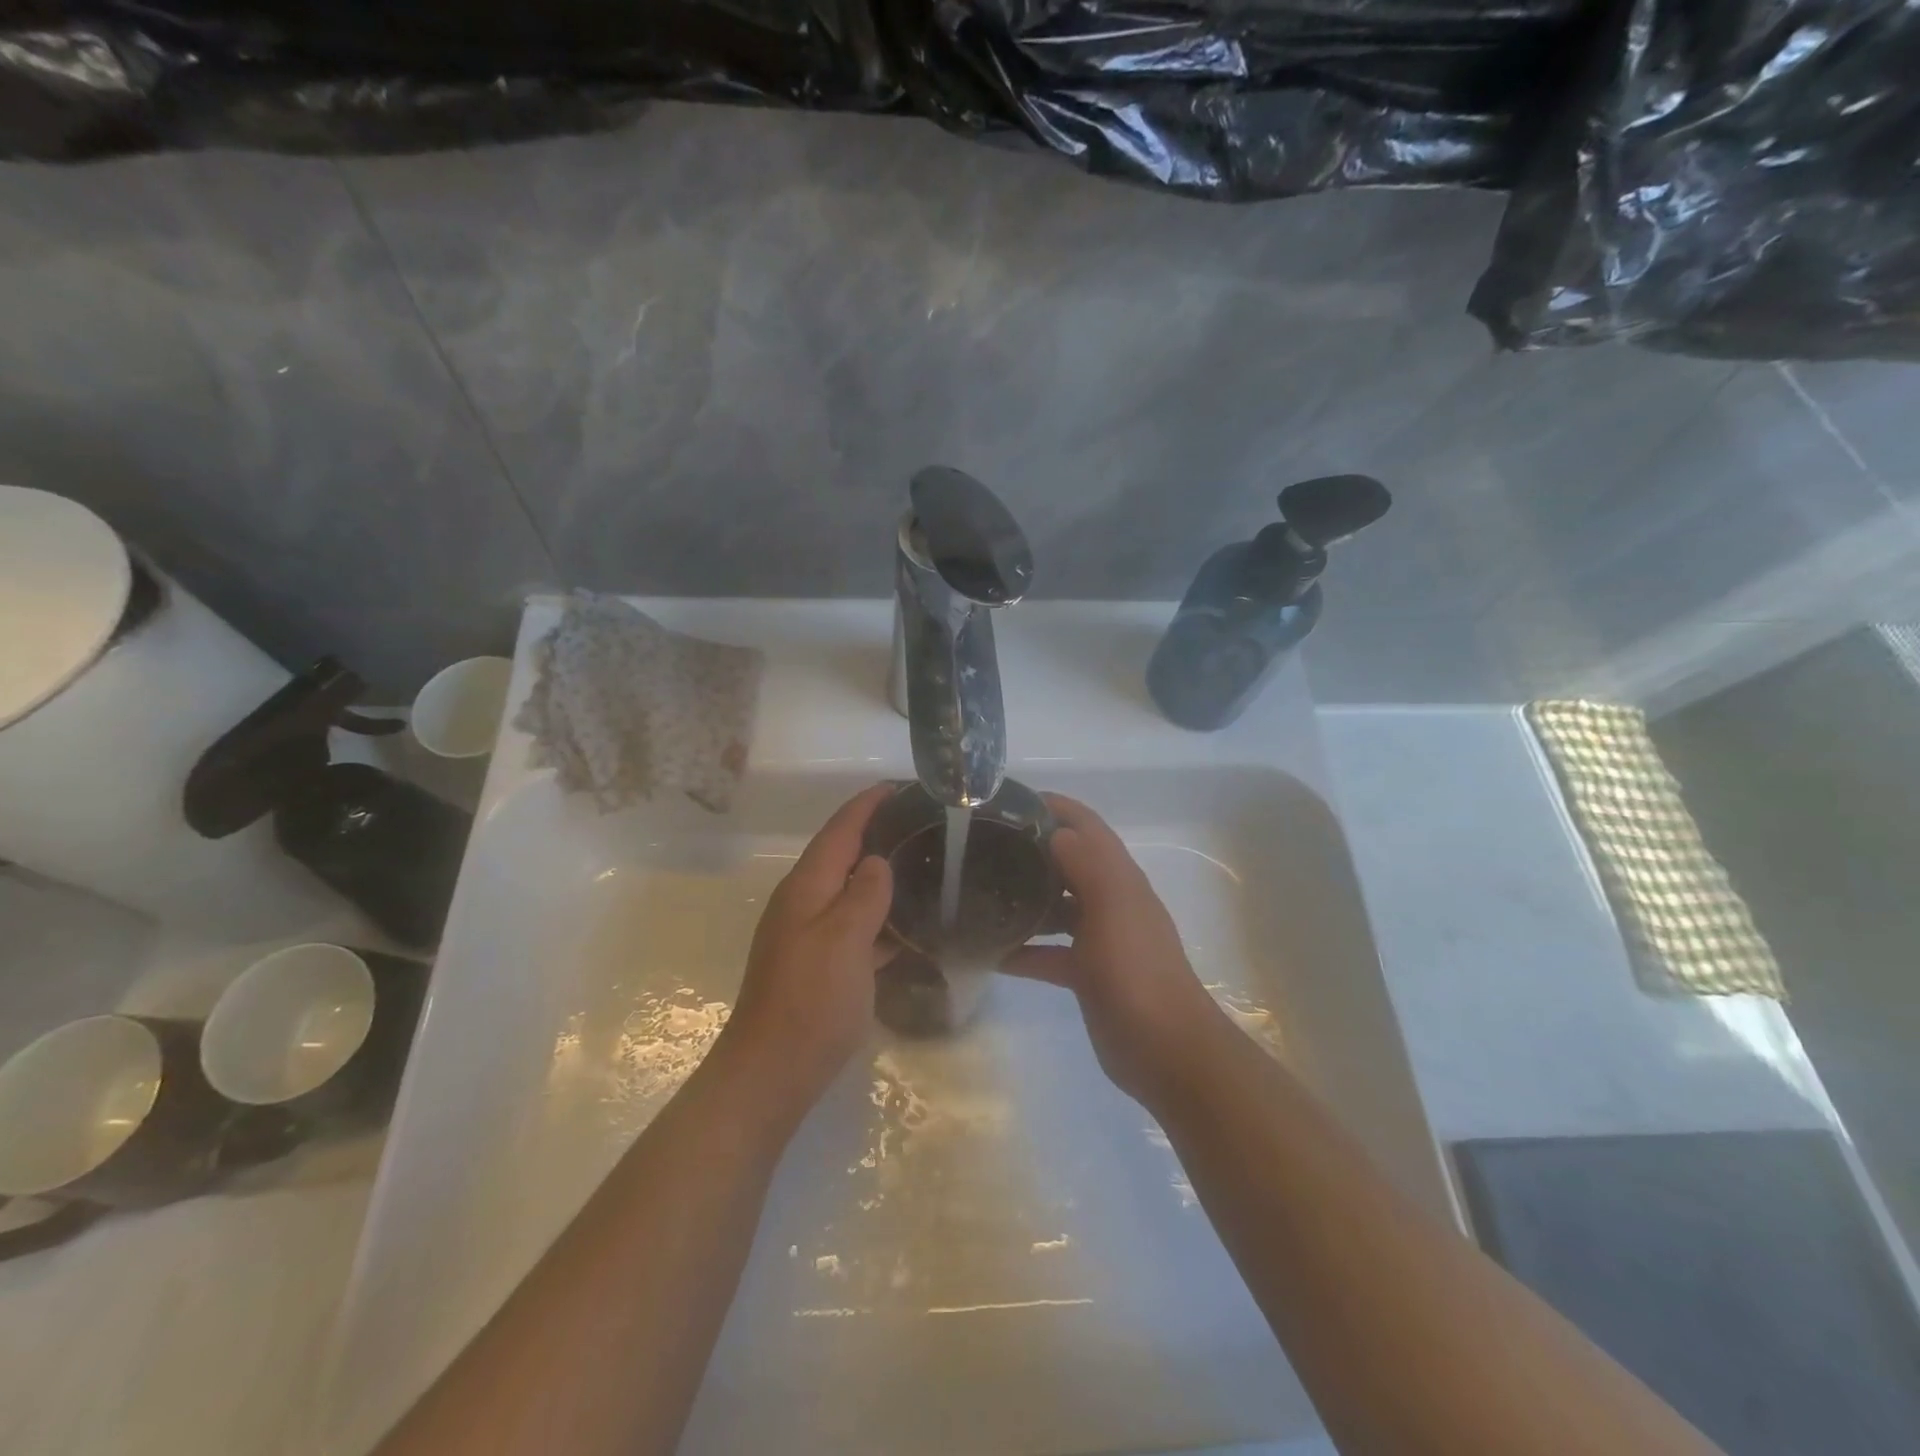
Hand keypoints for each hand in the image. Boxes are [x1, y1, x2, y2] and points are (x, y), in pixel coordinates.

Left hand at [714, 784, 896, 1109]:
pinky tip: (908, 924)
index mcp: (806, 888)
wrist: (773, 1071)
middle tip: (920, 822)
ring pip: (849, 891)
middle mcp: (804, 903)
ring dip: (878, 874)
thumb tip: (876, 862)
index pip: (839, 831)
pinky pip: (854, 925)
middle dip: (874, 833)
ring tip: (921, 863)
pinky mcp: (819, 964)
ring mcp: (809, 935)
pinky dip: (878, 916)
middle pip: (841, 855)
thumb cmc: (811, 1000)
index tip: (897, 785)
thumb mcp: (844, 940)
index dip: (865, 805)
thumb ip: (864, 895)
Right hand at [1005, 795, 1227, 1108]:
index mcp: (1119, 878)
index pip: (1086, 826)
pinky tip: (990, 953)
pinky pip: (1049, 952)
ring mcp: (1099, 939)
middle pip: (1067, 861)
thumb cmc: (1137, 971)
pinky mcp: (1087, 974)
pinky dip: (1024, 949)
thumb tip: (1056, 832)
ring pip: (1056, 906)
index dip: (1054, 806)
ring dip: (1025, 897)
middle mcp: (1110, 900)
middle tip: (981, 845)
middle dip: (1031, 849)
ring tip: (978, 891)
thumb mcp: (1113, 908)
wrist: (1166, 1049)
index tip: (1008, 801)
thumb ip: (1086, 863)